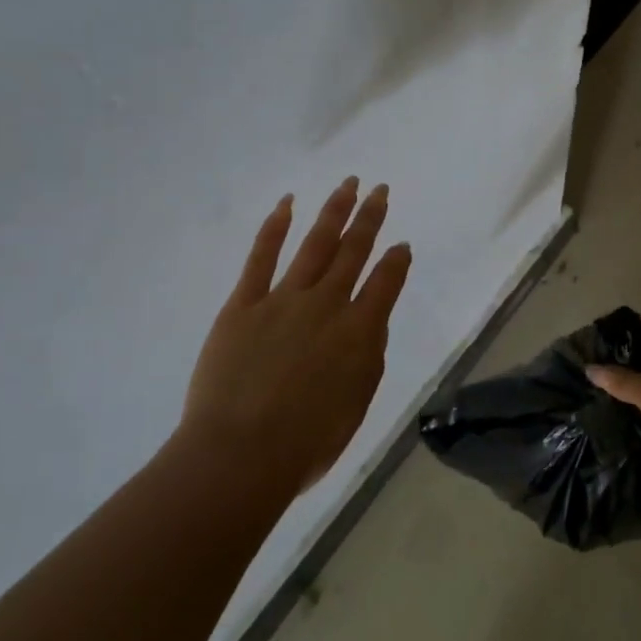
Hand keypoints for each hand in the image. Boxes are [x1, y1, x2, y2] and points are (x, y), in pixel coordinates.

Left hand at [180, 178, 411, 495]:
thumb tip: (370, 325)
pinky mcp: (243, 305)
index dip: (396, 261)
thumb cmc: (306, 443)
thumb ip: (368, 359)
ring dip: (333, 212)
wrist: (239, 455)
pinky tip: (287, 204)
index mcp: (359, 332)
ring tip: (347, 184)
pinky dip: (274, 228)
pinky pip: (261, 258)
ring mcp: (283, 300)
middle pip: (353, 252)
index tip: (401, 245)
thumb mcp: (356, 405)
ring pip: (314, 245)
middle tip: (379, 190)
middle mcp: (326, 305)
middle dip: (369, 218)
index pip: (386, 283)